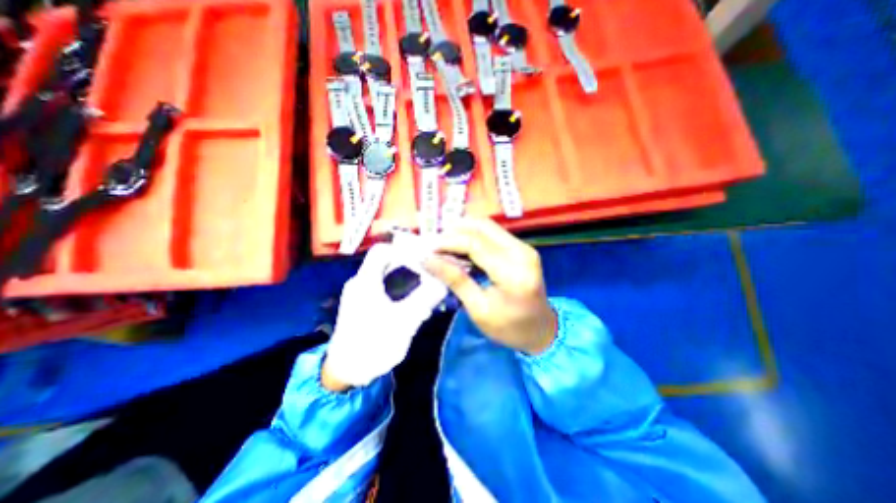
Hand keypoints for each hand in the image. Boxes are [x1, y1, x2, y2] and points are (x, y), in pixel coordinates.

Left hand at [322, 242, 448, 388]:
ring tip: (426, 287)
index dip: (404, 249)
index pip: (383, 250)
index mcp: (366, 281)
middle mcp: (361, 282)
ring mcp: (361, 293)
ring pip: (386, 274)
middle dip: (410, 264)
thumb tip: (445, 282)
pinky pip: (383, 287)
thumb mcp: (405, 321)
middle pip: (387, 261)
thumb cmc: (373, 344)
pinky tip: (413, 301)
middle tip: (431, 272)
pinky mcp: (363, 304)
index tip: (425, 257)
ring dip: (407, 277)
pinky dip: (400, 288)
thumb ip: (426, 298)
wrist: (346, 373)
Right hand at [424, 219, 556, 353]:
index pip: (475, 243)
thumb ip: (455, 280)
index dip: (448, 242)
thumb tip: (428, 260)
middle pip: (482, 226)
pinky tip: (461, 250)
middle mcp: (521, 251)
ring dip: (463, 232)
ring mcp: (524, 247)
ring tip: (444, 247)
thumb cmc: (509, 328)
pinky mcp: (522, 248)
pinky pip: (493, 234)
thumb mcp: (479, 309)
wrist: (542, 331)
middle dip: (454, 231)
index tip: (427, 250)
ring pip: (487, 226)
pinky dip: (473, 237)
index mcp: (513, 271)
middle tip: (434, 246)